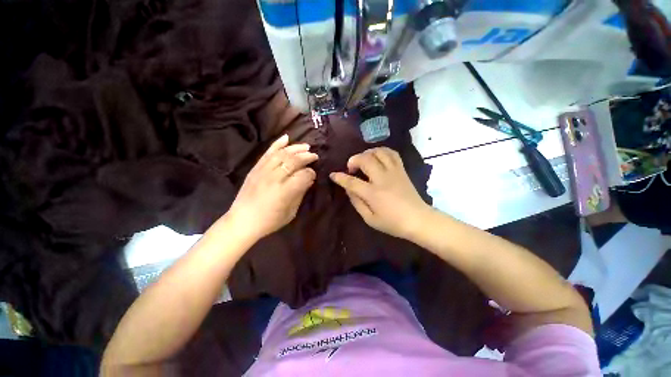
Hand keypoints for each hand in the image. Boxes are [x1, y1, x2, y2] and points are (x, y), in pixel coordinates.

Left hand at [227, 135, 317, 239]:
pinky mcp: (255, 169)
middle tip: (314, 156)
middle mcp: (274, 178)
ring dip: (295, 148)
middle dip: (306, 157)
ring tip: (305, 146)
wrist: (242, 222)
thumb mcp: (291, 212)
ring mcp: (262, 171)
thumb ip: (301, 193)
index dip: (311, 173)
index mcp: (284, 191)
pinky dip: (277, 144)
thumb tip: (309, 179)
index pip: (303, 175)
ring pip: (282, 154)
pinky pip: (267, 153)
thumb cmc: (269, 221)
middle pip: (294, 161)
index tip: (314, 174)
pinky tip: (286, 138)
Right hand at [329, 147, 430, 239]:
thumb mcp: (370, 219)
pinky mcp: (402, 170)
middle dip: (353, 160)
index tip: (333, 175)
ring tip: (363, 161)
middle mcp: (383, 179)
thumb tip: (348, 189)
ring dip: (367, 153)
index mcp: (373, 194)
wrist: (418, 220)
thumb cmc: (393, 223)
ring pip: (379, 152)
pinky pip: (392, 153)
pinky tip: (377, 157)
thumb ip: (357, 202)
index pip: (352, 182)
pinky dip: (382, 151)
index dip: (340, 177)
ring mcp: (394, 172)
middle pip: (365, 159)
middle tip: (351, 169)